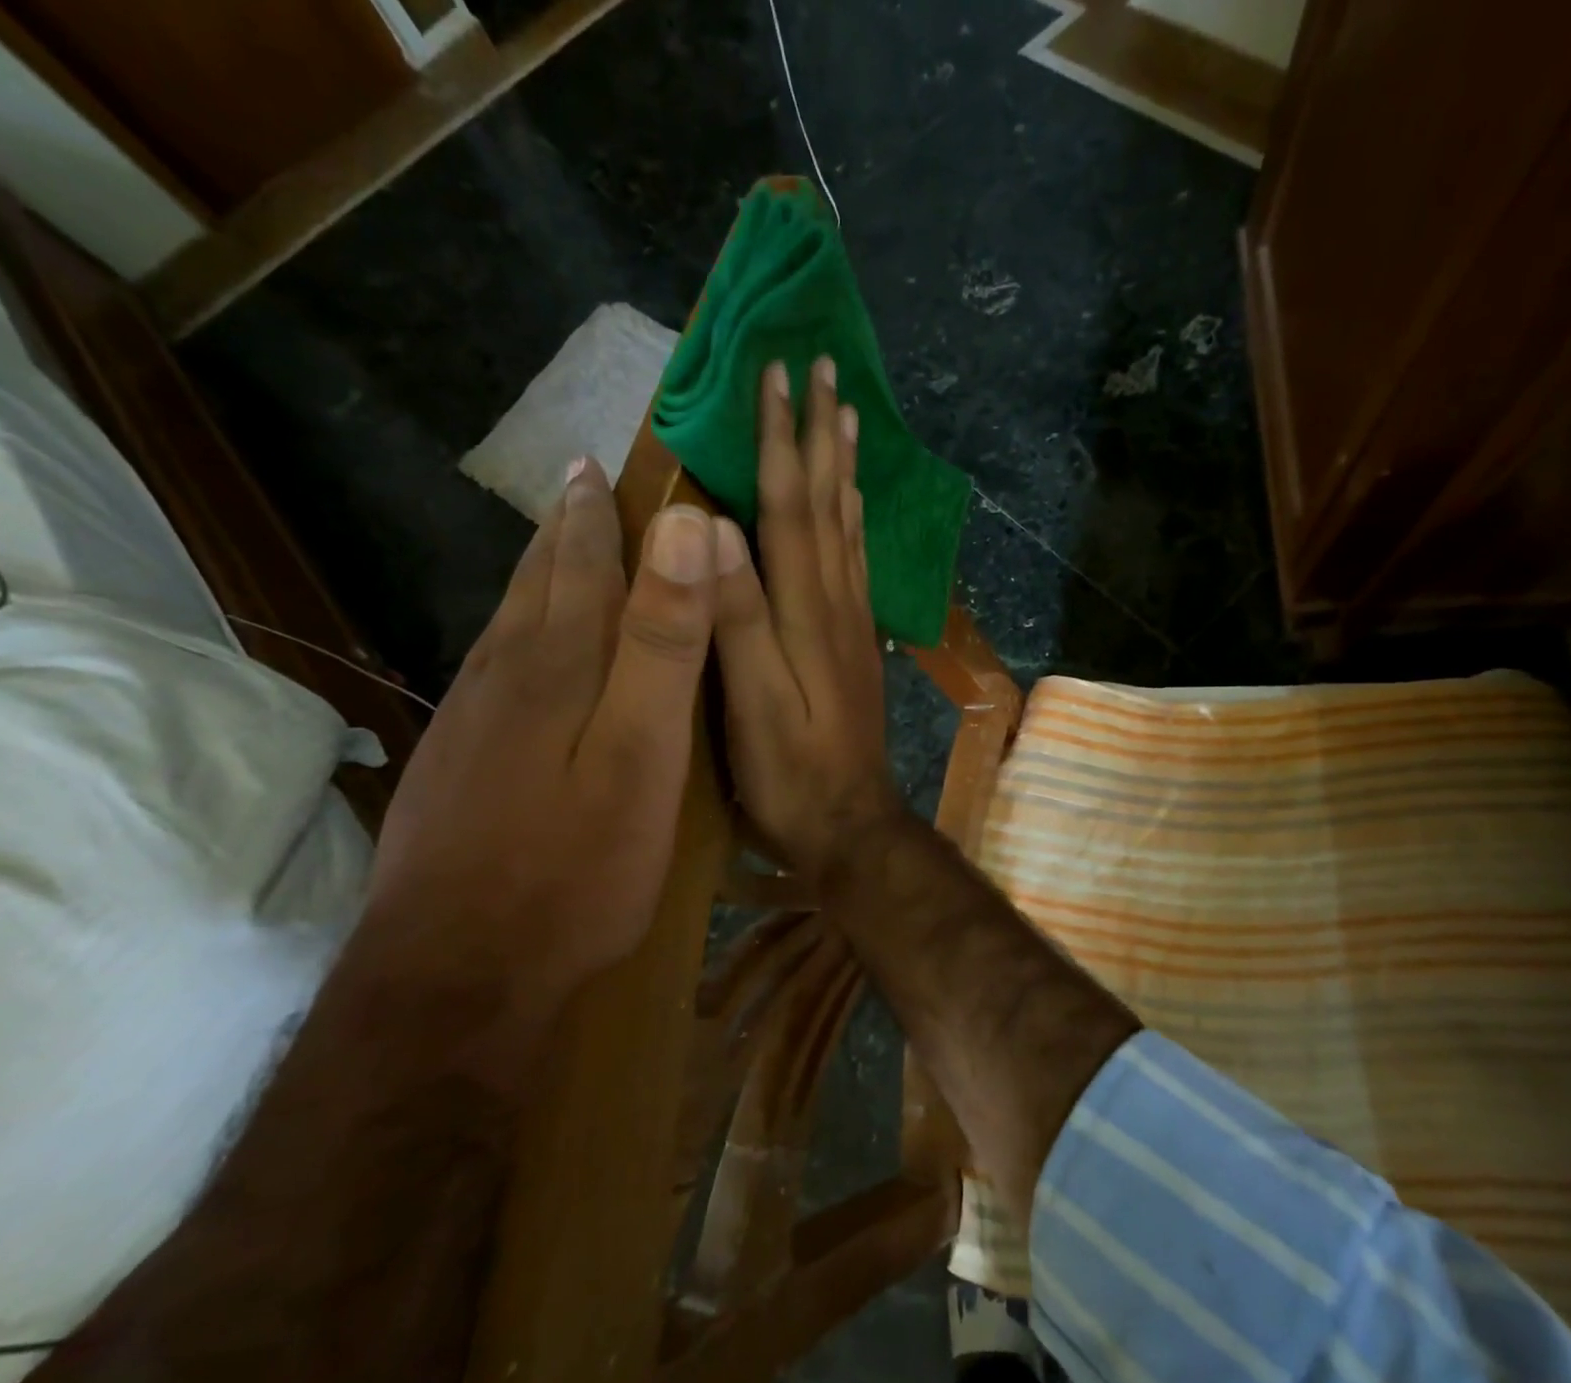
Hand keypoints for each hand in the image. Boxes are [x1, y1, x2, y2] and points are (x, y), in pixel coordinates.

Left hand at [361, 457, 717, 1021]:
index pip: (582, 564)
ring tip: (557, 545)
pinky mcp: (456, 765)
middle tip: (579, 482)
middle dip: (564, 528)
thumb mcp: (643, 754)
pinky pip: (494, 669)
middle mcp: (504, 676)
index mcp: (557, 665)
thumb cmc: (576, 866)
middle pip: (536, 583)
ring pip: (508, 623)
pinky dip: (519, 633)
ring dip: (538, 575)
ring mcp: (470, 722)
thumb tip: (685, 529)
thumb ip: (662, 642)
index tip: (601, 461)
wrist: (458, 974)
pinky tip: (522, 650)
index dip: (597, 511)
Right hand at [712, 358, 903, 880]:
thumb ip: (738, 617)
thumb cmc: (792, 773)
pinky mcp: (856, 645)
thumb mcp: (755, 702)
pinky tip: (851, 508)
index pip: (790, 508)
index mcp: (806, 611)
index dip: (779, 441)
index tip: (776, 374)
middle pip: (827, 504)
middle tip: (827, 369)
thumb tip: (714, 527)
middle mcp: (836, 604)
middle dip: (820, 435)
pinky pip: (855, 564)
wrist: (851, 824)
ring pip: (847, 528)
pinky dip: (852, 521)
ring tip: (847, 417)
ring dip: (844, 468)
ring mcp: (852, 624)